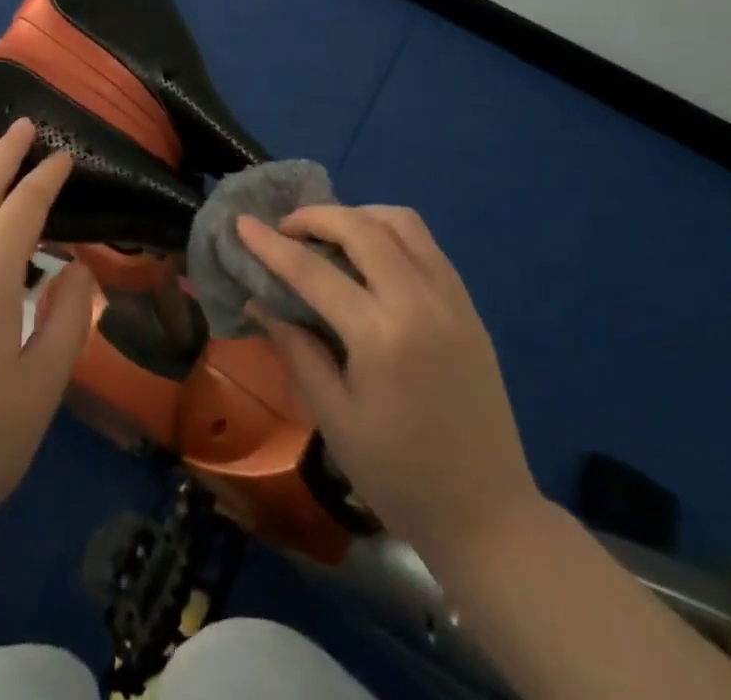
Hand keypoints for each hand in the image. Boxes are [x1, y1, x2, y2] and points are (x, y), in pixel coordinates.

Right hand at [238, 205, 540, 560]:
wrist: (488, 514)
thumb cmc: (400, 475)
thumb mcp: (334, 419)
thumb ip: (296, 349)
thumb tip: (259, 301)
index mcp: (381, 335)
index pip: (314, 271)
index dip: (271, 244)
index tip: (242, 223)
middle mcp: (420, 301)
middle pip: (361, 227)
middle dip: (316, 216)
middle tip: (286, 229)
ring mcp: (451, 298)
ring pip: (401, 222)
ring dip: (358, 216)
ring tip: (329, 237)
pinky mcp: (469, 306)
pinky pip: (426, 244)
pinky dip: (390, 232)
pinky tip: (370, 257)